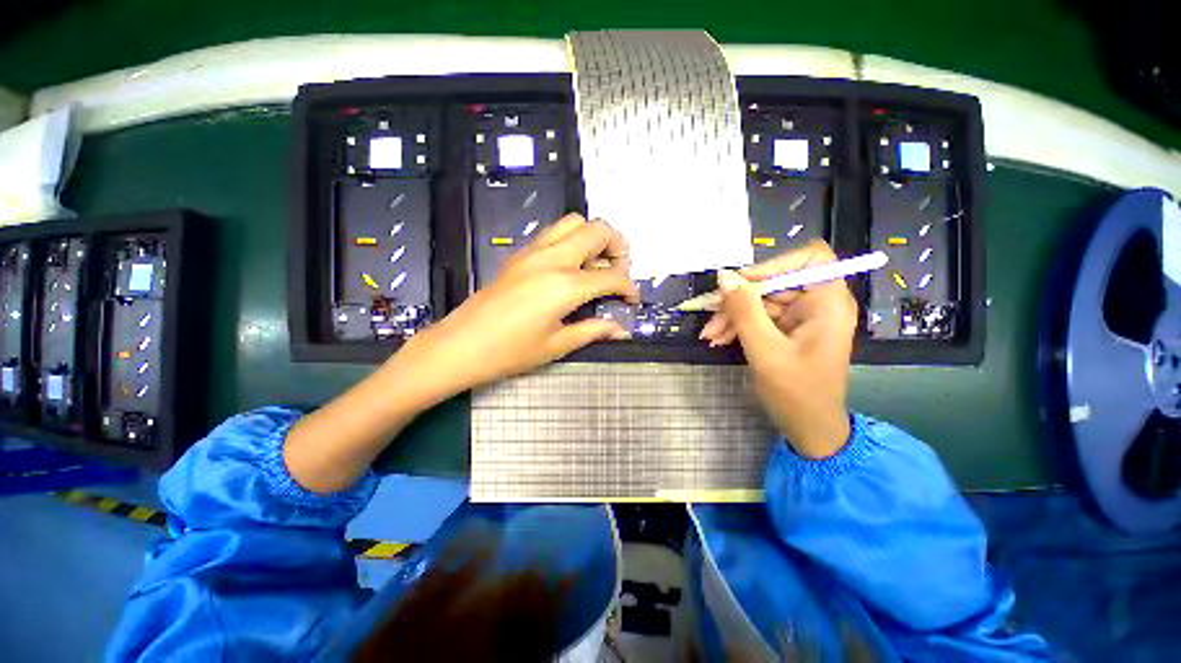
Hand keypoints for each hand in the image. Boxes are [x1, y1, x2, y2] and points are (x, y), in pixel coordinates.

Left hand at [286, 214, 637, 493]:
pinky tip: (570, 267)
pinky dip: (571, 241)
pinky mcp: (519, 255)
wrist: (460, 345)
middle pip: (597, 230)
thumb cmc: (510, 352)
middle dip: (618, 247)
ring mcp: (533, 252)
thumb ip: (594, 331)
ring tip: (596, 265)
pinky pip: (553, 233)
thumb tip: (621, 329)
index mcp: (565, 285)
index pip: (611, 276)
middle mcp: (552, 259)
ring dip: (593, 238)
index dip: (629, 287)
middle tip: (618, 272)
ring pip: (573, 222)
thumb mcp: (557, 345)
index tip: (632, 299)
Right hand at [699, 240, 856, 457]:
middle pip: (775, 282)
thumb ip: (744, 311)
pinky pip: (758, 317)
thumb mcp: (765, 350)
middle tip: (709, 313)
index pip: (809, 259)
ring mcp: (801, 317)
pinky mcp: (786, 330)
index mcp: (828, 302)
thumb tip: (724, 277)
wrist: (808, 429)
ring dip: (732, 315)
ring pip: (761, 301)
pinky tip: (718, 339)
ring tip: (709, 335)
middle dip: (740, 298)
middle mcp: (817, 303)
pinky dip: (737, 326)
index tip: (742, 283)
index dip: (774, 264)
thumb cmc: (797, 393)